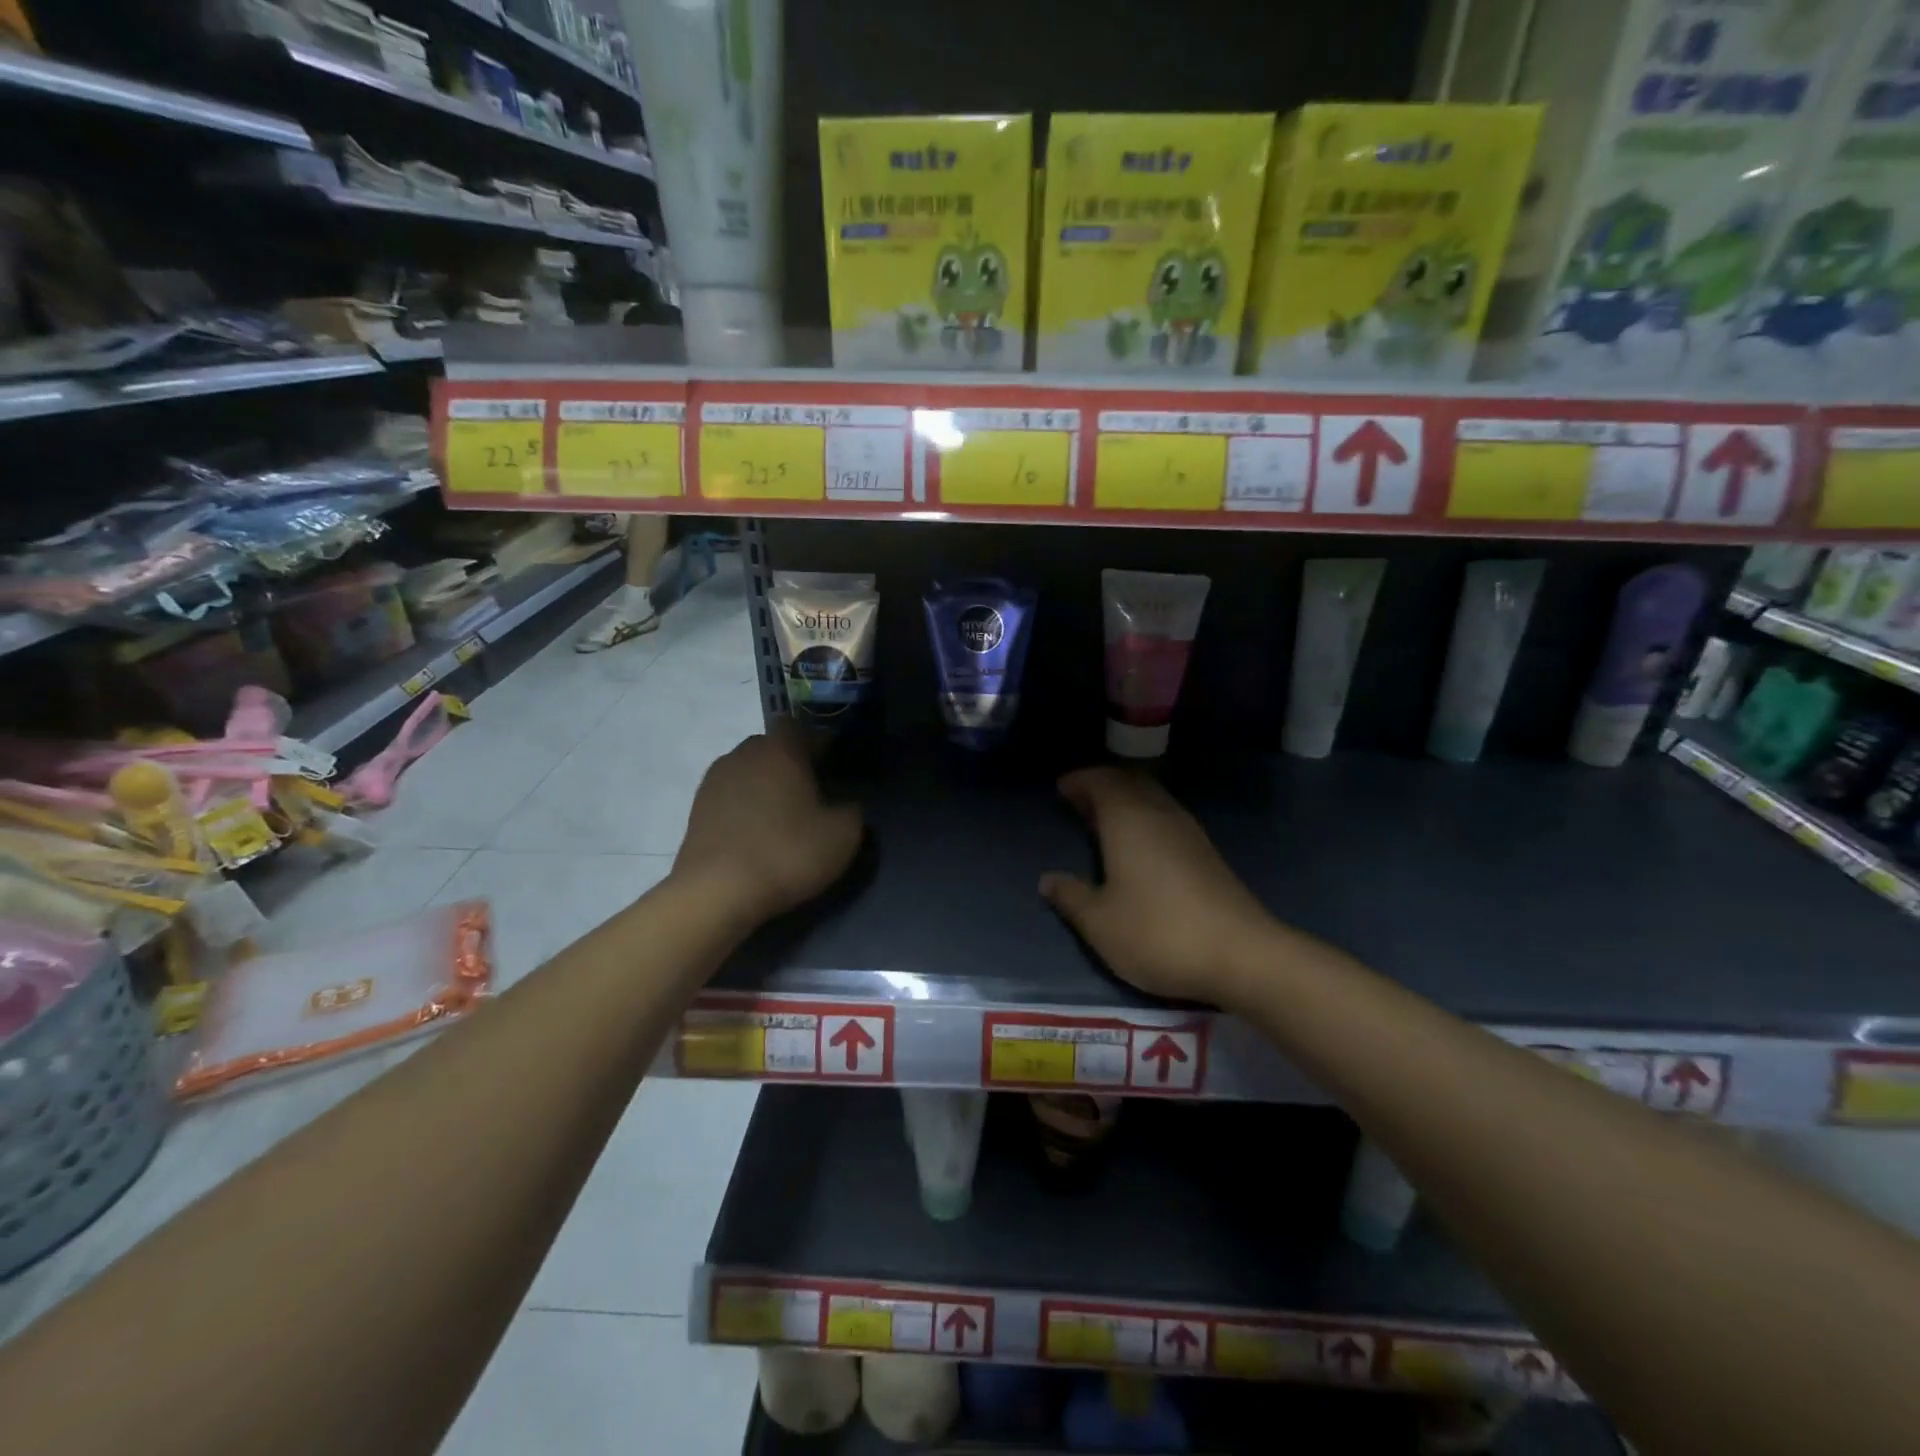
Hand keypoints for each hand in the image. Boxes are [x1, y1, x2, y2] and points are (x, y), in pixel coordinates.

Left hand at [675, 725, 862, 922]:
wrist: (717, 892)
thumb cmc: (787, 853)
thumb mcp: (843, 835)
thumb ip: (852, 810)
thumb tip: (845, 804)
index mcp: (780, 749)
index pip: (801, 727)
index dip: (818, 744)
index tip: (833, 770)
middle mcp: (744, 754)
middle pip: (773, 748)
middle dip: (792, 765)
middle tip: (811, 797)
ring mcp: (714, 781)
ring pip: (749, 772)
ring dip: (766, 787)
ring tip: (782, 820)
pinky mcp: (697, 810)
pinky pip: (730, 797)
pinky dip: (745, 809)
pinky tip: (757, 837)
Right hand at [1040, 767, 1278, 1002]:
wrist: (1242, 955)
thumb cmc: (1158, 933)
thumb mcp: (1100, 923)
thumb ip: (1071, 897)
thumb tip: (1048, 880)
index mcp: (1128, 820)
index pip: (1101, 782)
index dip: (1080, 780)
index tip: (1061, 789)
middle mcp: (1160, 815)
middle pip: (1131, 783)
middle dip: (1104, 786)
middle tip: (1081, 801)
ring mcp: (1189, 833)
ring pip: (1153, 800)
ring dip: (1127, 802)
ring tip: (1105, 822)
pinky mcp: (1208, 855)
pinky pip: (1167, 819)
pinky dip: (1146, 819)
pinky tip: (1139, 848)